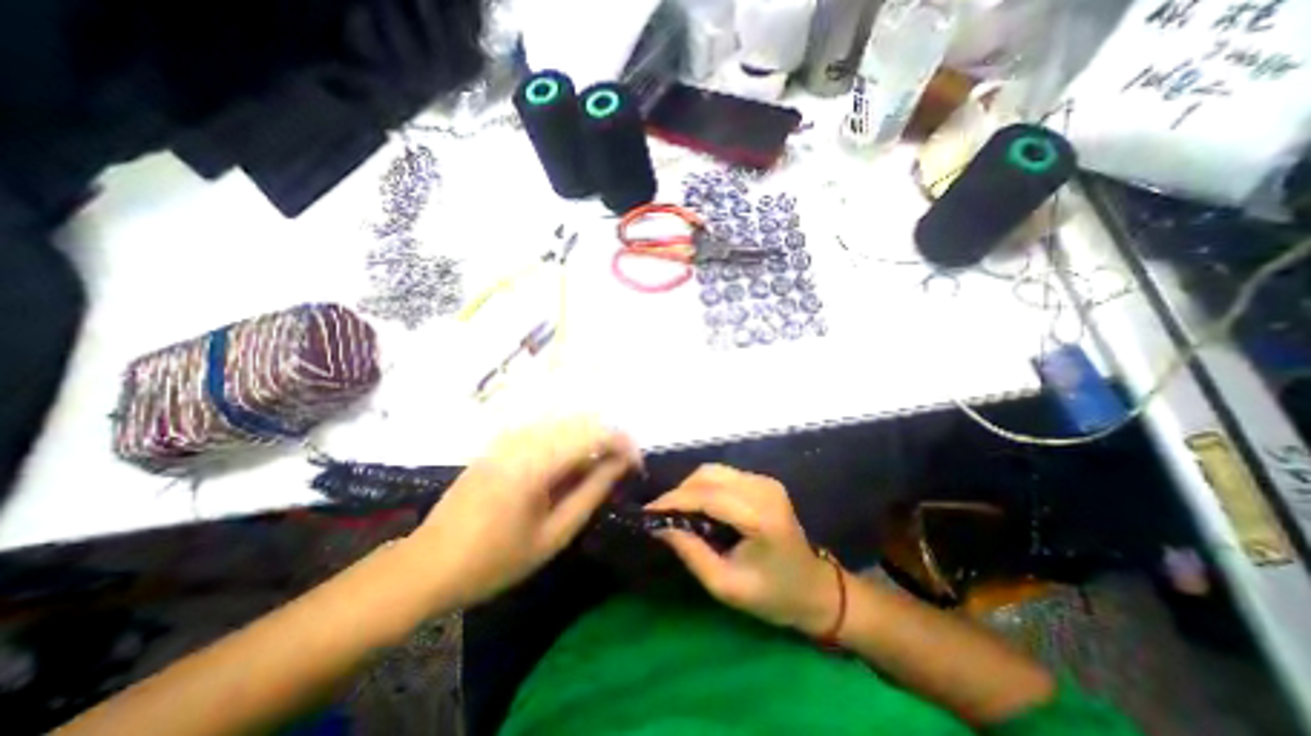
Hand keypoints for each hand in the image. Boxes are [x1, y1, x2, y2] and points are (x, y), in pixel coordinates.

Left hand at [407, 421, 637, 609]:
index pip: (593, 434)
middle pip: (582, 421)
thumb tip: (619, 466)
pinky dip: (569, 441)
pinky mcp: (501, 441)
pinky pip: (547, 429)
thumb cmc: (493, 560)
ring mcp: (509, 437)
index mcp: (535, 463)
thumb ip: (590, 494)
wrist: (427, 565)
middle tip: (622, 469)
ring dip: (590, 439)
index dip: (623, 444)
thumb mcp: (552, 535)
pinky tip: (569, 466)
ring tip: (599, 470)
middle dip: (609, 440)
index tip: (636, 465)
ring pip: (566, 422)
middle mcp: (523, 439)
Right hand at [647, 465, 839, 630]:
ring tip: (677, 511)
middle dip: (680, 492)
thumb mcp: (726, 586)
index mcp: (760, 517)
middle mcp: (763, 489)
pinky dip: (705, 487)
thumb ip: (692, 553)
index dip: (675, 500)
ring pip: (714, 471)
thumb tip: (661, 527)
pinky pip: (724, 475)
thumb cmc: (774, 595)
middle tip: (662, 514)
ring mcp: (766, 481)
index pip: (708, 496)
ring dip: (691, 487)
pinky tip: (698, 506)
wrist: (815, 588)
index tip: (649, 511)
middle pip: (709, 476)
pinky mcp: (764, 482)